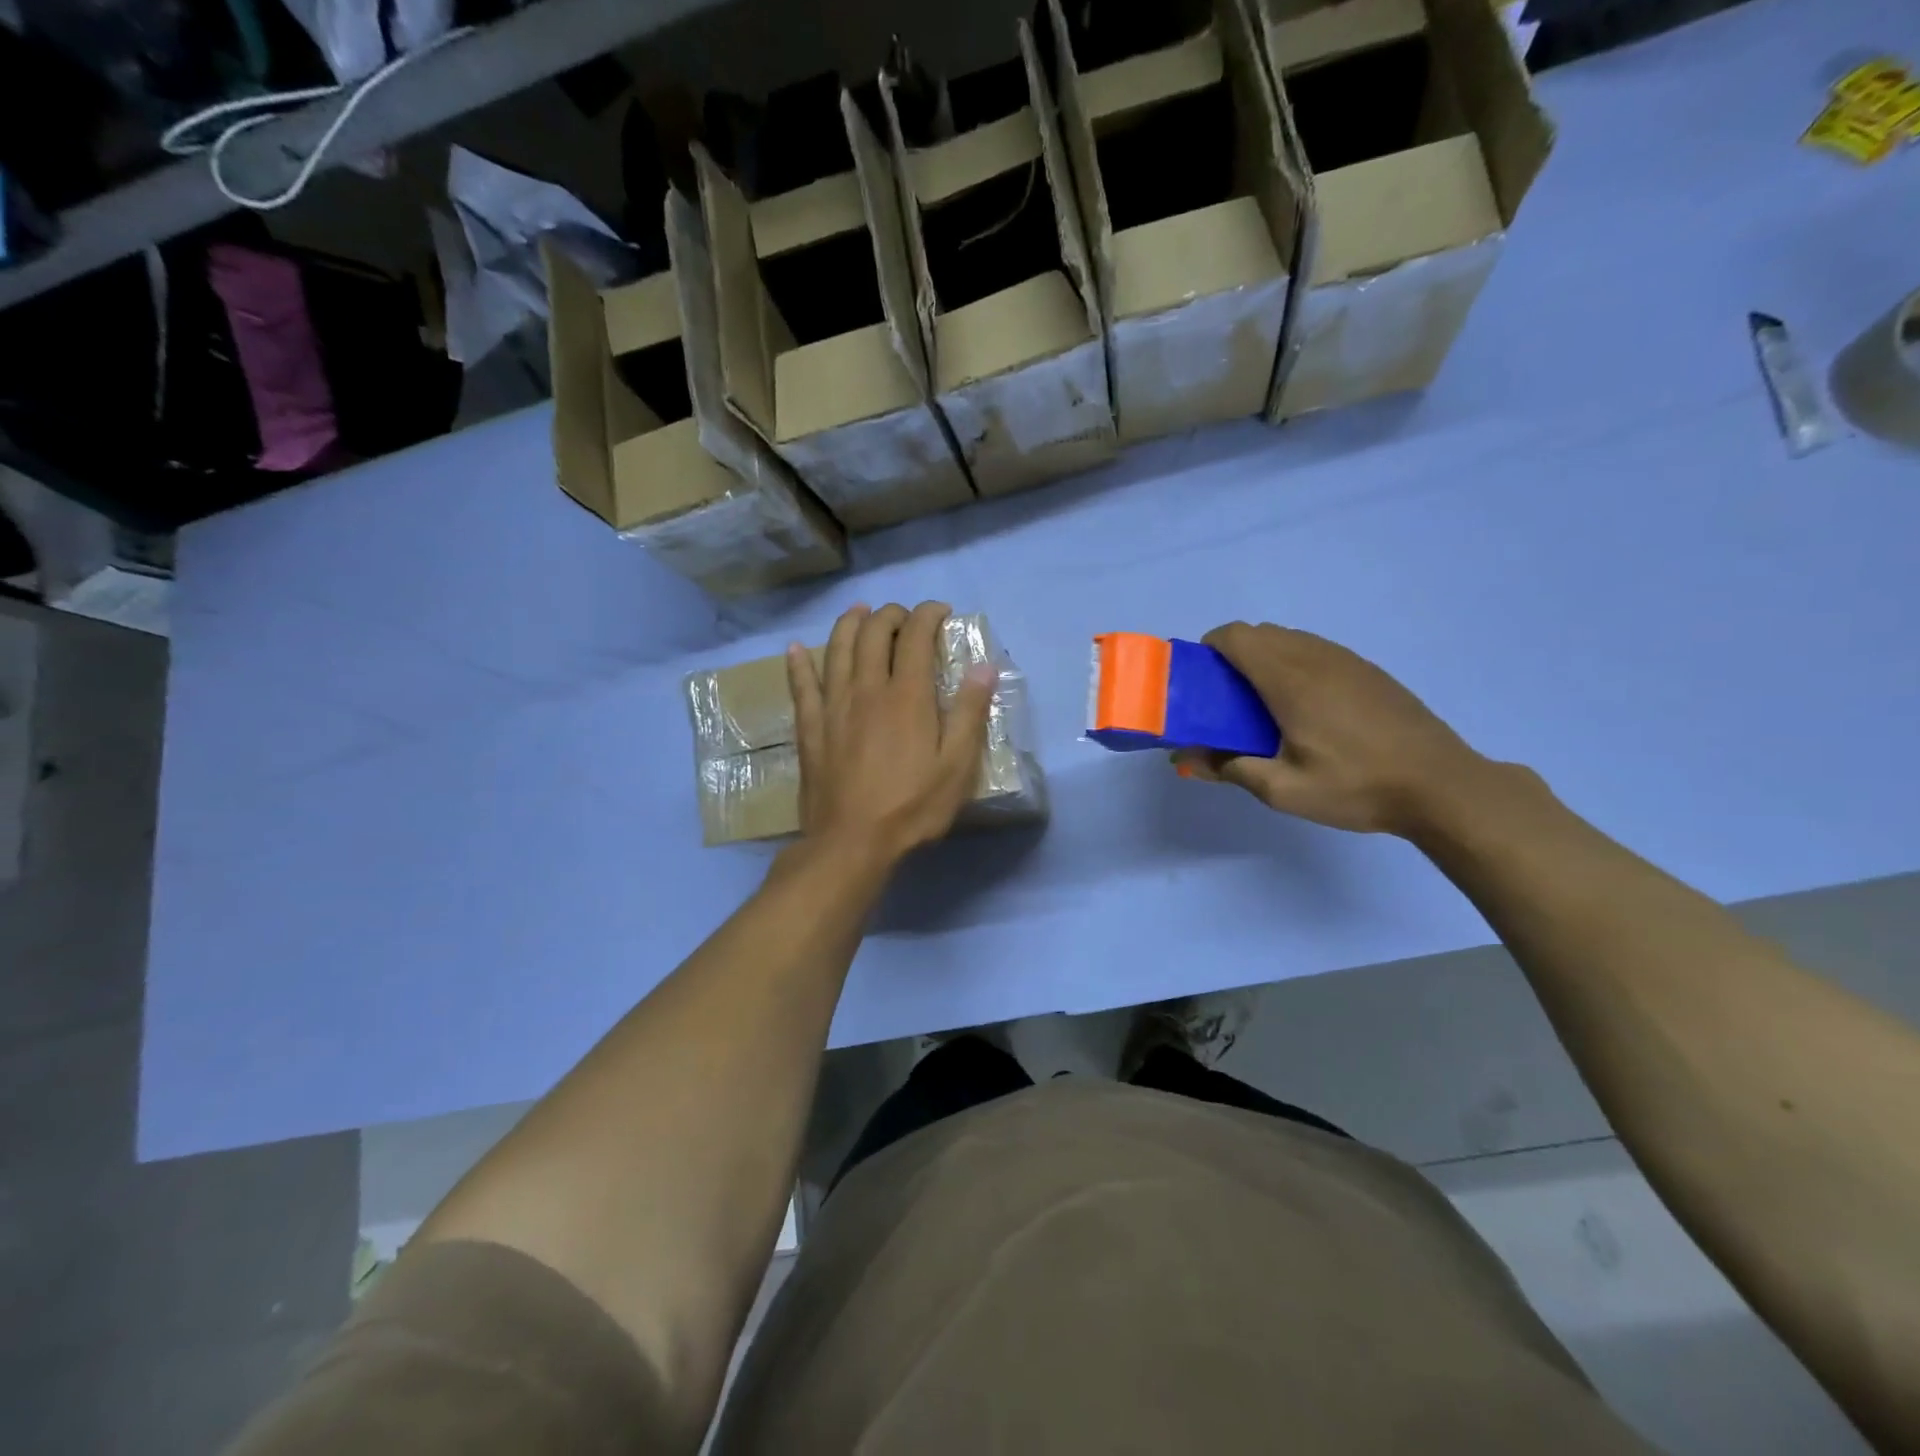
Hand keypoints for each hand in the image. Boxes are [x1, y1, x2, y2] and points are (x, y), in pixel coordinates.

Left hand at [787, 601, 995, 868]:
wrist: (852, 842)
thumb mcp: (957, 766)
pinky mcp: (810, 728)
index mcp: (907, 695)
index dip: (928, 615)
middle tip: (905, 617)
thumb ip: (970, 713)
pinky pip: (801, 686)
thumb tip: (983, 666)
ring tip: (860, 613)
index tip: (941, 612)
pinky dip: (798, 664)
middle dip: (890, 614)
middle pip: (873, 633)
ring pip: (836, 649)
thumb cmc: (912, 807)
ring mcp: (833, 706)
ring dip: (849, 624)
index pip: (915, 635)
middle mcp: (867, 689)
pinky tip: (794, 650)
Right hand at [1176, 622, 1486, 837]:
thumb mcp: (1283, 789)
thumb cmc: (1356, 786)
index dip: (1208, 649)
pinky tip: (1305, 709)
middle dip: (1232, 656)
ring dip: (1264, 659)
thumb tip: (1183, 759)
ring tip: (1263, 706)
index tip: (1200, 682)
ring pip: (1290, 639)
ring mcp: (1347, 661)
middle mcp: (1316, 657)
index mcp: (1289, 679)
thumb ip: (1228, 768)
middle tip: (1226, 701)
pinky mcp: (1369, 672)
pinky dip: (1294, 664)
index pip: (1235, 636)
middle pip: (1260, 633)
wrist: (1442, 787)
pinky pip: (1316, 651)